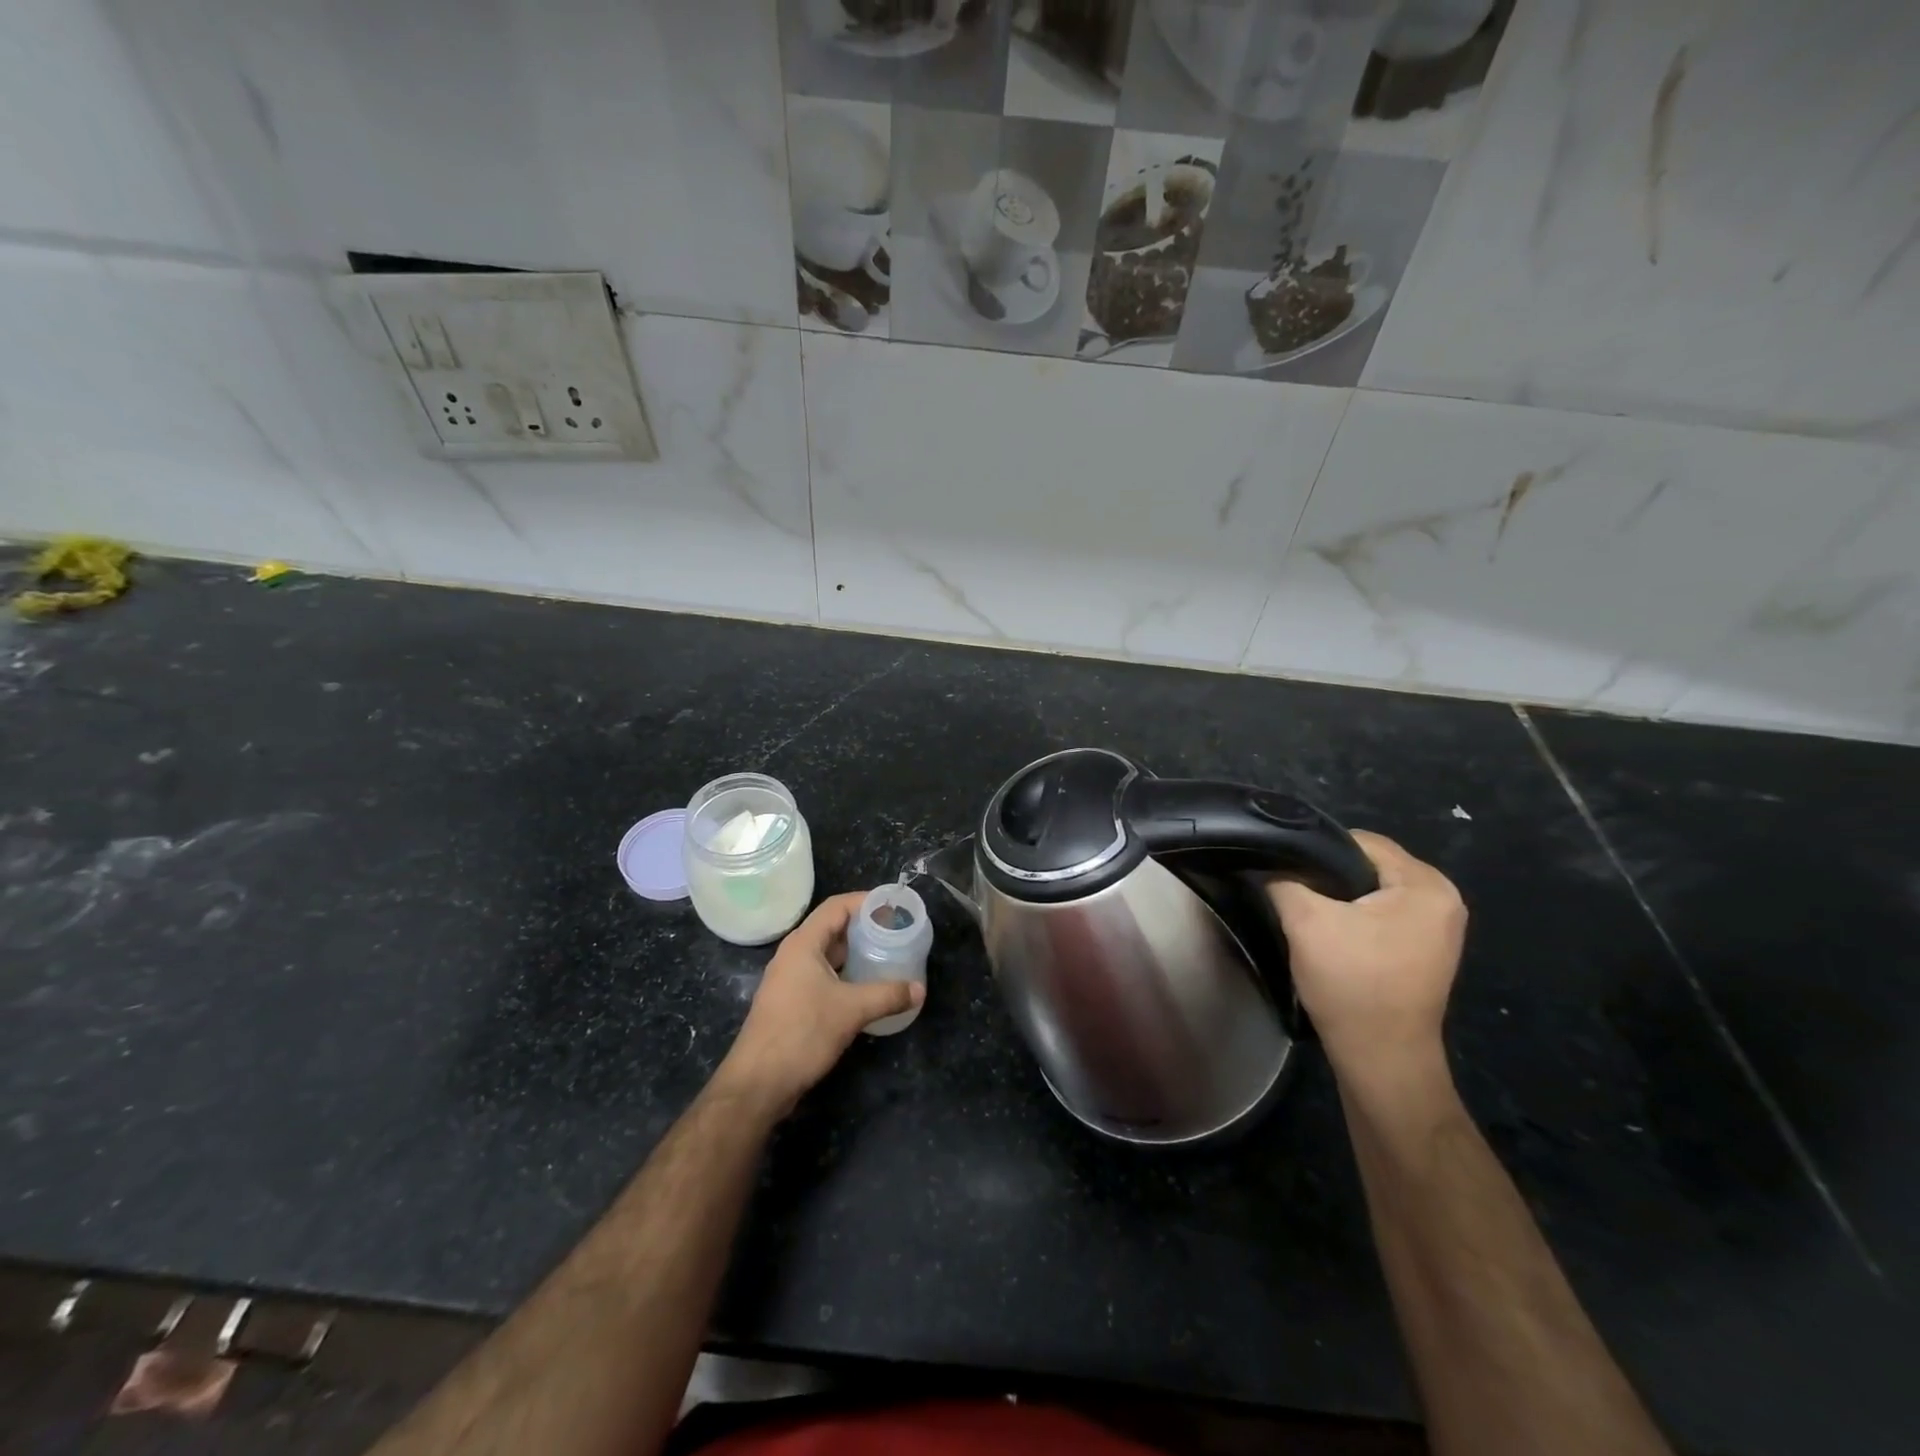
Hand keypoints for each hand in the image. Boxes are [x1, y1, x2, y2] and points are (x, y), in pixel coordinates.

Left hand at [714, 891, 924, 1117]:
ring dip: (855, 953)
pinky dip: (846, 975)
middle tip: (896, 932)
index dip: (866, 901)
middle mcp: (794, 955)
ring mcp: (790, 980)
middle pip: (832, 928)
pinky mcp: (791, 1002)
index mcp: (803, 944)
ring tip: (887, 956)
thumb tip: (919, 989)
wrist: (758, 1083)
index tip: (894, 906)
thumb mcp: (851, 1010)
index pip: (837, 907)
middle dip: (864, 927)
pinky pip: (823, 976)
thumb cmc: (802, 1033)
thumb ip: (888, 995)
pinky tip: (867, 988)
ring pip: (828, 955)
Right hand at [1267, 831, 1465, 1087]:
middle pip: (1370, 865)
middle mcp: (1444, 899)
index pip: (1362, 841)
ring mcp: (1439, 927)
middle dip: (1329, 875)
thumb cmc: (1352, 983)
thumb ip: (1285, 880)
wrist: (1381, 1058)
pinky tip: (1332, 933)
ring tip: (1309, 913)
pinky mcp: (1426, 949)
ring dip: (1340, 898)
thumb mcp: (1305, 921)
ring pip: (1374, 890)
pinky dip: (1356, 918)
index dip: (1317, 850)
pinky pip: (1384, 914)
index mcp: (1427, 885)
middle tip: (1293, 891)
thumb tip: (1273, 865)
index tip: (1285, 868)